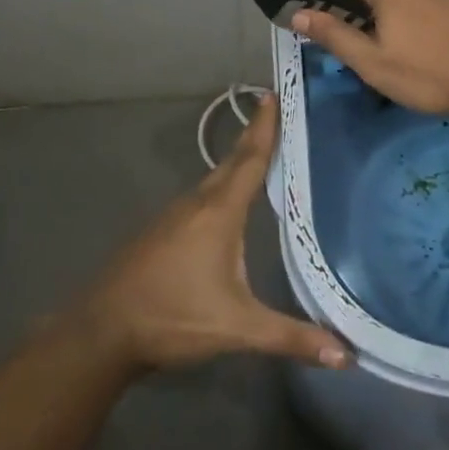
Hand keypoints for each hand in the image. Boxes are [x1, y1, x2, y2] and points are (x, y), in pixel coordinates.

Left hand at [78, 96, 349, 373]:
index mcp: (219, 212)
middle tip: (274, 113)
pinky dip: (220, 185)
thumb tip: (345, 355)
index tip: (273, 95)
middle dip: (254, 137)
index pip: (250, 160)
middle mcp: (197, 203)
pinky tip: (226, 201)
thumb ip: (290, 337)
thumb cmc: (173, 317)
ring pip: (213, 179)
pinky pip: (200, 196)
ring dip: (236, 162)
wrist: (102, 330)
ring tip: (259, 153)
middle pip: (232, 162)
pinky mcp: (160, 230)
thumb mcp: (237, 328)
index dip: (264, 128)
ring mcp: (174, 214)